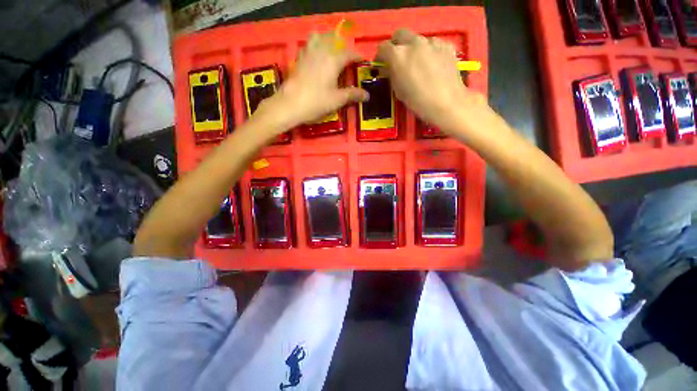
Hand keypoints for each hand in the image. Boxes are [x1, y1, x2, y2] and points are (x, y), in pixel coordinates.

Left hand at [255, 32, 368, 130]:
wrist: (290, 105)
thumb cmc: (316, 102)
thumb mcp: (337, 100)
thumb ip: (352, 95)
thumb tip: (367, 95)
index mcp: (333, 60)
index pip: (349, 53)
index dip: (357, 56)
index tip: (363, 60)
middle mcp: (321, 51)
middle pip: (333, 40)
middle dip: (342, 46)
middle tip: (347, 57)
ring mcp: (307, 53)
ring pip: (318, 38)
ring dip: (327, 41)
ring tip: (331, 52)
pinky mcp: (298, 59)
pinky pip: (308, 45)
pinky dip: (314, 46)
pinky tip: (316, 57)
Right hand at [376, 29, 486, 132]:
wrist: (447, 102)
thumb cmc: (418, 101)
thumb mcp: (398, 91)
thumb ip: (392, 75)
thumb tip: (390, 68)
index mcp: (398, 55)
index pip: (383, 47)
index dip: (381, 56)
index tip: (382, 64)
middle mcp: (414, 43)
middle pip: (400, 34)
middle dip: (396, 45)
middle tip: (398, 59)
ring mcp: (432, 42)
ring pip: (418, 39)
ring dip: (414, 48)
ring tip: (419, 64)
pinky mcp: (446, 45)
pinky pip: (433, 44)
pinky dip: (430, 52)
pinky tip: (433, 65)